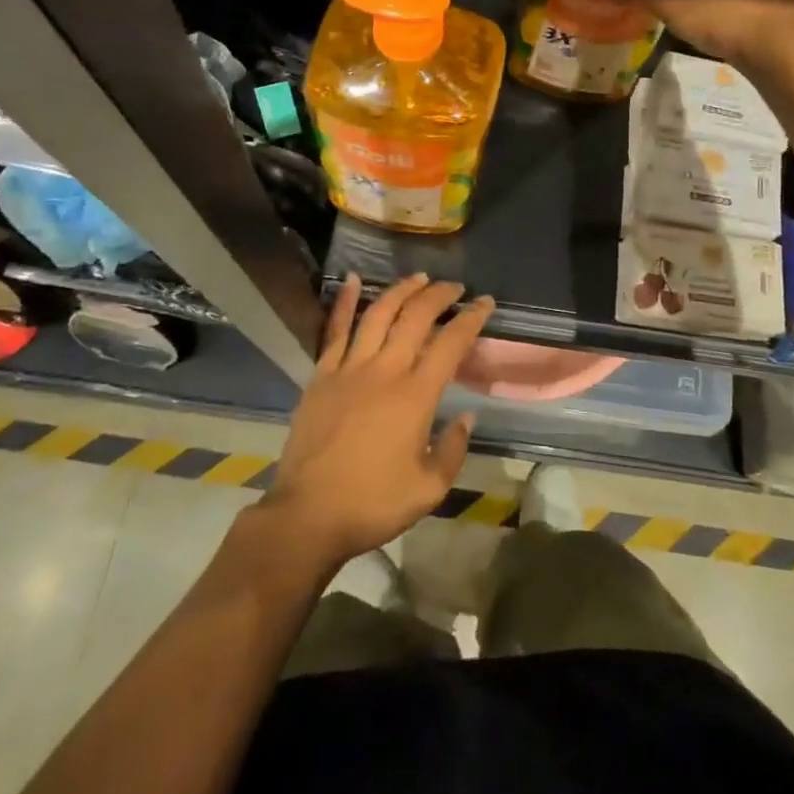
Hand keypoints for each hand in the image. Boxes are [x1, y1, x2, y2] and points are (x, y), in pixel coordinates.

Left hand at [261, 274, 493, 571]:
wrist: (308, 515)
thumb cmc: (373, 504)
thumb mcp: (429, 489)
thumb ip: (453, 449)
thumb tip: (466, 417)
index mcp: (415, 396)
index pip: (451, 343)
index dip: (471, 318)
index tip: (485, 302)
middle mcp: (385, 370)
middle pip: (416, 317)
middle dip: (439, 295)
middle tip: (454, 286)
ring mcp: (349, 368)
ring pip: (379, 314)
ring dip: (401, 290)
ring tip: (419, 277)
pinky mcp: (322, 375)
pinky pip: (335, 330)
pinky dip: (345, 302)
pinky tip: (353, 279)